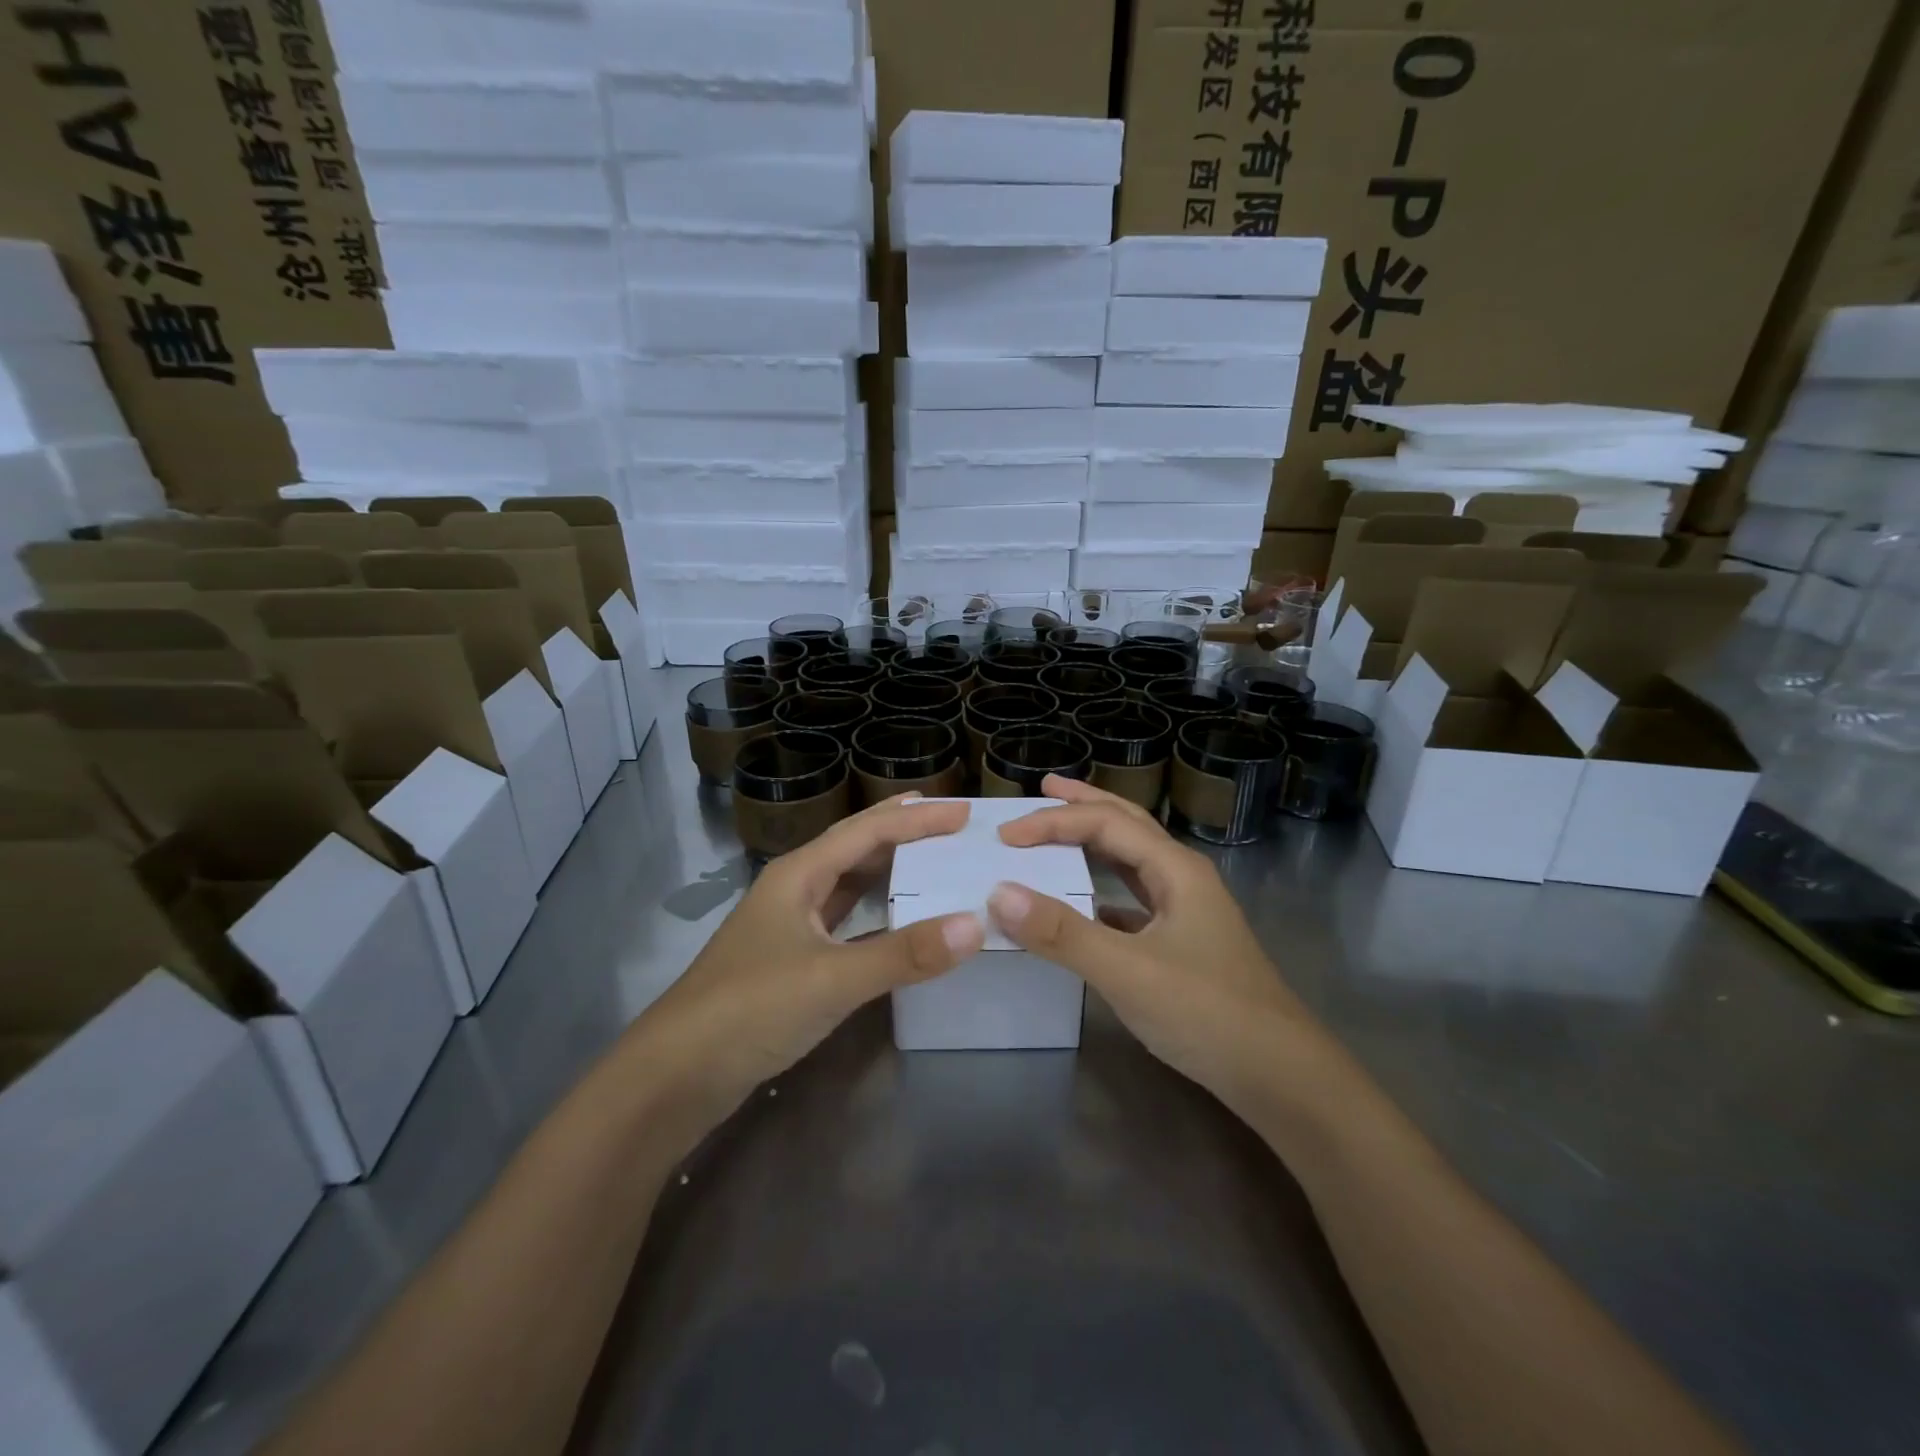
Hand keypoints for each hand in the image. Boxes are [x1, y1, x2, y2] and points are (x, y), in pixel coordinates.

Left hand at [640, 795, 985, 1131]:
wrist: (675, 1075)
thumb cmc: (750, 1009)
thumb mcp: (832, 978)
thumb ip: (903, 954)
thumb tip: (975, 924)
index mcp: (798, 874)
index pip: (868, 831)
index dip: (917, 819)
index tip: (964, 813)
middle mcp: (794, 889)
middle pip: (856, 847)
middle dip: (903, 831)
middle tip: (951, 824)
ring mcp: (790, 926)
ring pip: (848, 883)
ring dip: (889, 869)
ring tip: (932, 860)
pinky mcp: (791, 961)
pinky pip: (844, 921)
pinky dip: (876, 913)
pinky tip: (898, 920)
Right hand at [990, 776, 1324, 1117]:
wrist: (1280, 1076)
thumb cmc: (1207, 1012)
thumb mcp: (1127, 971)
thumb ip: (1062, 933)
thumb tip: (998, 893)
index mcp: (1175, 869)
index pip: (1105, 823)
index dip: (1053, 822)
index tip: (1007, 835)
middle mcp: (1183, 878)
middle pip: (1127, 824)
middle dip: (1084, 804)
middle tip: (1043, 787)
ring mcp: (1186, 912)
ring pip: (1132, 860)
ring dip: (1094, 841)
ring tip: (1059, 831)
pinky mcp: (1182, 944)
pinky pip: (1134, 899)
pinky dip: (1102, 888)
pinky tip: (1085, 902)